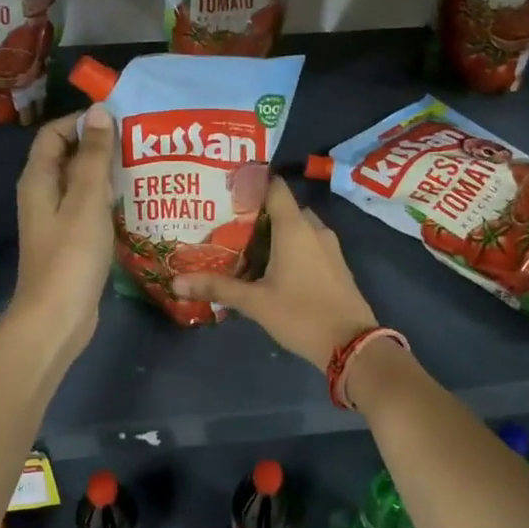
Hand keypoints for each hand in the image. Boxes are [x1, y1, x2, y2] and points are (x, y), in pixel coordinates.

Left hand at [13, 105, 115, 363]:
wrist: (57, 318)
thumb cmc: (71, 255)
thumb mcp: (87, 200)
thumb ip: (94, 156)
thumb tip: (99, 112)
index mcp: (39, 179)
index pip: (54, 134)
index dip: (82, 122)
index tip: (119, 120)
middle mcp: (43, 195)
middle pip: (69, 156)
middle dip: (100, 146)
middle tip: (139, 141)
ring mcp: (56, 220)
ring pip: (82, 184)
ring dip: (108, 173)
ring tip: (143, 165)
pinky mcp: (71, 241)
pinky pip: (89, 208)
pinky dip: (108, 199)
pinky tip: (135, 201)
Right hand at [170, 178, 376, 371]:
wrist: (352, 344)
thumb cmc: (301, 315)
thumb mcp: (255, 302)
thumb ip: (217, 287)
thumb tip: (176, 282)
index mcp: (294, 227)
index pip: (274, 187)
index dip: (252, 183)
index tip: (227, 188)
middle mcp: (314, 228)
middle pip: (283, 207)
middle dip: (258, 211)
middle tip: (227, 221)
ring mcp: (329, 245)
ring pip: (297, 226)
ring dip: (274, 231)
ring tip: (243, 243)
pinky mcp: (335, 263)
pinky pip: (309, 242)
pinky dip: (290, 245)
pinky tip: (270, 264)